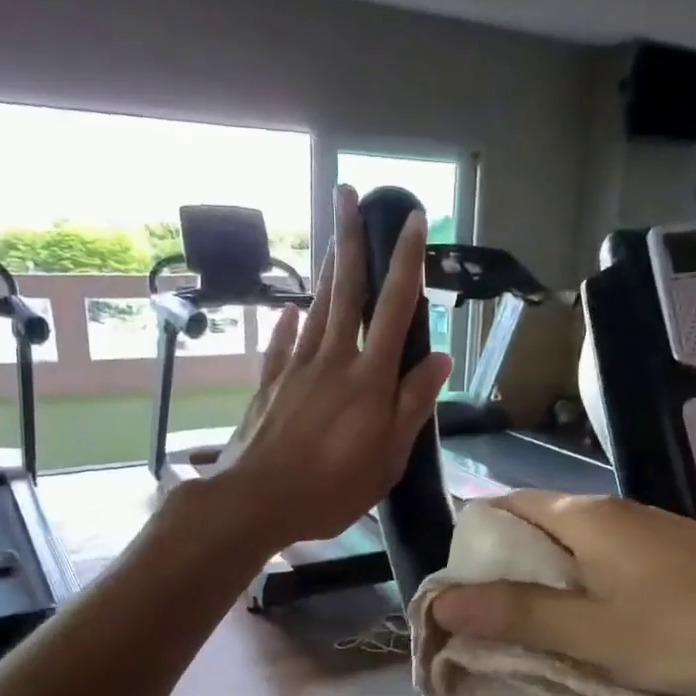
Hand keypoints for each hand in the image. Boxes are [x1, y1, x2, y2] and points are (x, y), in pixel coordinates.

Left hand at [214, 185, 451, 550]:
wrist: (255, 501)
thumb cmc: (331, 488)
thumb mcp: (387, 457)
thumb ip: (413, 405)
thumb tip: (440, 358)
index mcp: (369, 378)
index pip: (393, 308)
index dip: (406, 262)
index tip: (412, 220)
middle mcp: (332, 360)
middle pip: (345, 290)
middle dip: (350, 239)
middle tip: (349, 194)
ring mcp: (296, 369)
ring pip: (316, 309)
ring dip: (327, 271)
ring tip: (334, 239)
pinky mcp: (269, 386)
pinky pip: (282, 344)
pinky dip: (289, 324)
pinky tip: (291, 311)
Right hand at [430, 491, 695, 695]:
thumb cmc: (695, 627)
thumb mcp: (595, 632)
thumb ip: (518, 615)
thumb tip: (442, 601)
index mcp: (580, 516)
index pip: (498, 509)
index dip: (466, 549)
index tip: (452, 600)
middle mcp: (607, 512)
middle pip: (530, 532)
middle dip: (499, 577)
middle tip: (480, 631)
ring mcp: (644, 534)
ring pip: (569, 554)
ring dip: (541, 591)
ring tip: (523, 641)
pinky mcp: (671, 559)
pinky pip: (603, 569)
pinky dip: (580, 597)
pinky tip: (585, 635)